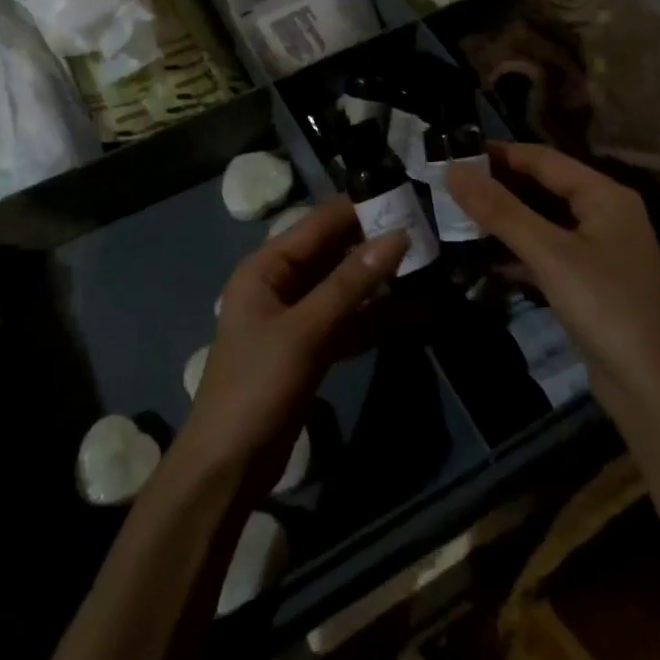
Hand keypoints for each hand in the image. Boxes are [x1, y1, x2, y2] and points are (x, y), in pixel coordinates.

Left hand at [178, 198, 405, 487]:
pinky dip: (377, 316)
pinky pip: (349, 320)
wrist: (228, 465)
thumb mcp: (306, 330)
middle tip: (429, 227)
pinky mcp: (312, 347)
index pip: (319, 223)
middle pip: (334, 252)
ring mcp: (298, 316)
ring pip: (345, 286)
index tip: (407, 193)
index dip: (360, 207)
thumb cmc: (257, 386)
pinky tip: (417, 312)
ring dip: (381, 279)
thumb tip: (398, 235)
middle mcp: (281, 283)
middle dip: (376, 241)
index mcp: (267, 267)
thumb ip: (351, 283)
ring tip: (431, 262)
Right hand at [446, 143, 659, 402]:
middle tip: (449, 185)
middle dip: (499, 186)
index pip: (543, 159)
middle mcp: (605, 214)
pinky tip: (485, 259)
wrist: (652, 387)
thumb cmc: (605, 307)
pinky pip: (547, 251)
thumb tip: (453, 170)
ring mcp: (598, 249)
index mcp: (605, 195)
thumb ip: (501, 211)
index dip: (499, 153)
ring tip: (458, 216)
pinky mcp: (589, 281)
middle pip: (543, 187)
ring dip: (505, 219)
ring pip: (543, 221)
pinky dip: (518, 251)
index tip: (454, 152)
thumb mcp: (549, 254)